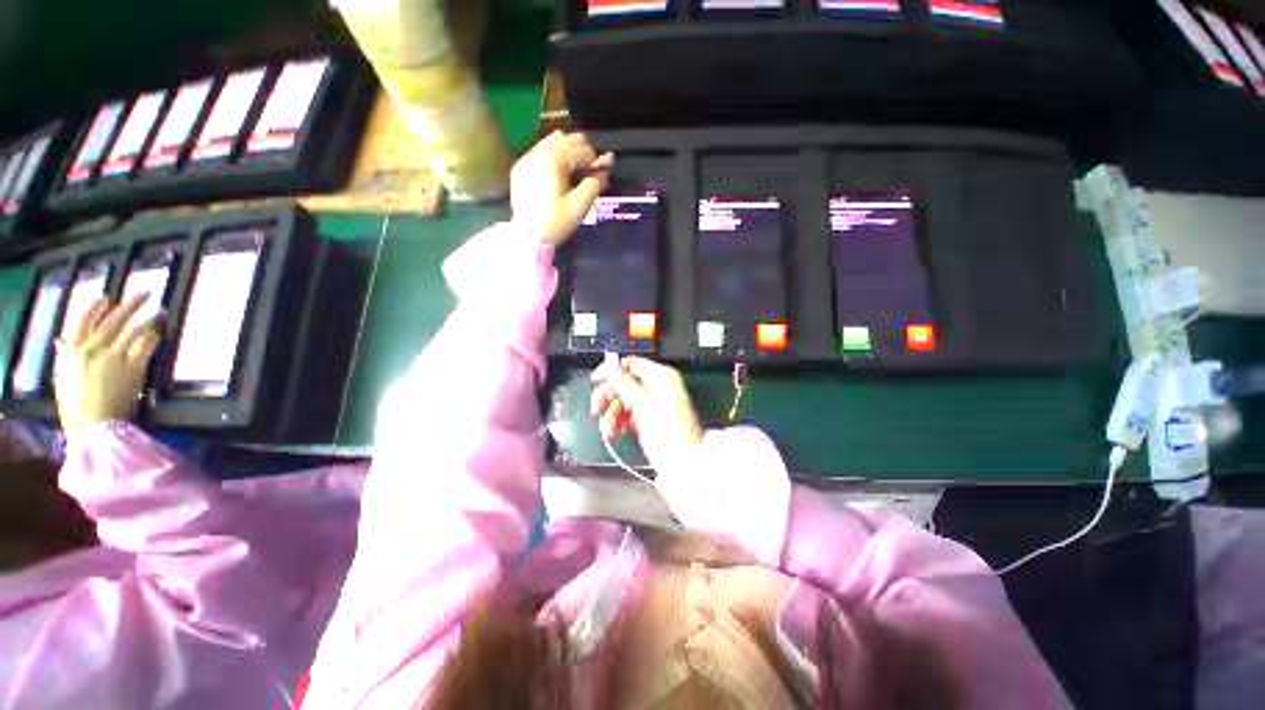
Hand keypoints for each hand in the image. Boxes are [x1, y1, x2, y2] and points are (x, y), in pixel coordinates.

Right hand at [54, 294, 161, 446]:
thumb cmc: (77, 409)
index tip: (106, 297)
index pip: (82, 322)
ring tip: (160, 311)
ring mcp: (113, 358)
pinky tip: (160, 331)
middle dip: (131, 304)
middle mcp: (92, 350)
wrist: (95, 428)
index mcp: (71, 354)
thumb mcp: (65, 380)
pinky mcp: (133, 368)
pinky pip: (146, 345)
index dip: (95, 308)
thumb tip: (61, 341)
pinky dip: (154, 336)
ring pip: (133, 330)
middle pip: (113, 320)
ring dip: (149, 318)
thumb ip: (67, 359)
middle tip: (146, 293)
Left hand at [510, 130, 613, 245]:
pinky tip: (556, 174)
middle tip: (587, 176)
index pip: (585, 150)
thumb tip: (608, 161)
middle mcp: (540, 150)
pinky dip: (552, 158)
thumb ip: (596, 181)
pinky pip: (540, 151)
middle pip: (569, 140)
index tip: (599, 179)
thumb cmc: (556, 221)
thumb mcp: (580, 204)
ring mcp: (528, 157)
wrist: (527, 236)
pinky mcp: (521, 167)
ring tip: (573, 174)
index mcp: (556, 158)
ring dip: (567, 153)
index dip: (596, 164)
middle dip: (582, 154)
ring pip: (554, 142)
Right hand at [591, 357, 703, 477]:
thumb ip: (625, 383)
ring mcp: (652, 405)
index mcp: (660, 376)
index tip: (594, 380)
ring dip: (612, 414)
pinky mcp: (647, 421)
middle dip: (609, 397)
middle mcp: (656, 387)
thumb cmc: (665, 428)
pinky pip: (628, 415)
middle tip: (596, 410)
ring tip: (608, 430)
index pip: (632, 364)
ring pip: (623, 401)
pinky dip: (619, 422)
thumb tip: (612, 366)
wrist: (681, 463)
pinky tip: (614, 433)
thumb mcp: (642, 402)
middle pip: (625, 383)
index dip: (612, 370)